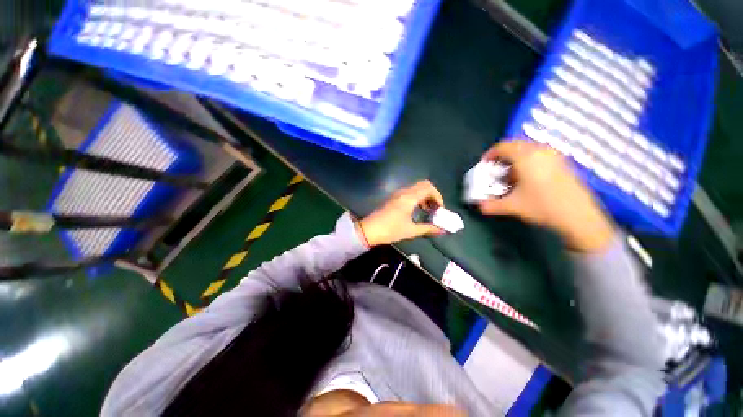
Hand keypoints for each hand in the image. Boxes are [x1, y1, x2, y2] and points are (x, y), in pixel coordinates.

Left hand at [357, 181, 446, 246]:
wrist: (369, 230)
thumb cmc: (391, 230)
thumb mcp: (411, 230)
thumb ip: (428, 228)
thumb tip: (442, 230)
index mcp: (409, 197)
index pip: (428, 188)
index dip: (438, 196)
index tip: (440, 209)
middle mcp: (404, 192)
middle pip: (423, 185)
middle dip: (432, 195)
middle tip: (435, 208)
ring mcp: (397, 194)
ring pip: (416, 188)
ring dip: (425, 196)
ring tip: (428, 211)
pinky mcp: (393, 197)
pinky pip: (409, 192)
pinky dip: (417, 197)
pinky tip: (417, 210)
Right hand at [478, 141, 614, 251]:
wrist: (579, 216)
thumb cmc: (542, 206)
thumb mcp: (512, 206)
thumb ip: (491, 205)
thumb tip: (479, 206)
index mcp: (525, 157)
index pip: (503, 146)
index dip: (490, 154)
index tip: (484, 164)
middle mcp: (540, 151)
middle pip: (516, 144)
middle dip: (502, 155)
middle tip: (496, 169)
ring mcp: (554, 155)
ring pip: (529, 148)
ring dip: (516, 157)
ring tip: (510, 173)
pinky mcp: (563, 162)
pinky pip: (540, 154)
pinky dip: (529, 160)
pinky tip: (527, 176)